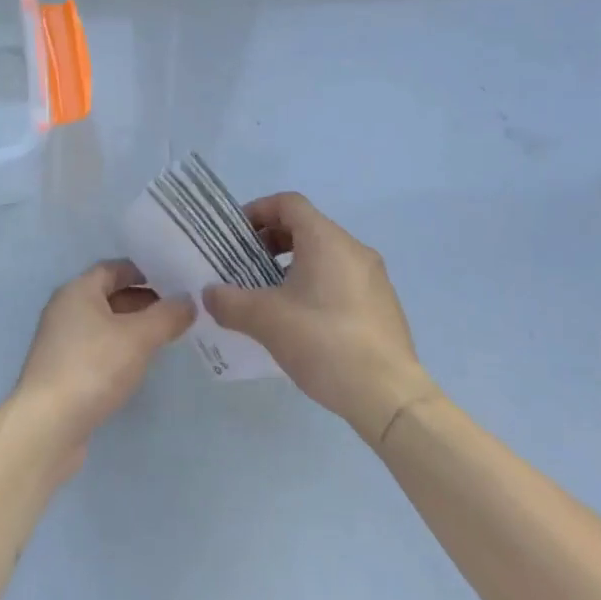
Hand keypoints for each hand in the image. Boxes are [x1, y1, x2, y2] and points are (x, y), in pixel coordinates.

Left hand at [9, 260, 193, 480]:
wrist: (48, 426)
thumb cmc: (92, 367)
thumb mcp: (137, 337)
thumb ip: (166, 316)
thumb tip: (188, 300)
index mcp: (78, 290)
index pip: (114, 268)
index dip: (144, 270)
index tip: (174, 279)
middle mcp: (66, 309)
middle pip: (109, 295)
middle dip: (143, 300)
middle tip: (178, 308)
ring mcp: (62, 341)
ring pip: (104, 324)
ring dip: (133, 326)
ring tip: (166, 335)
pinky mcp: (63, 370)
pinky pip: (98, 348)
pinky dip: (120, 348)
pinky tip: (140, 363)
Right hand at [203, 193, 437, 443]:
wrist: (390, 396)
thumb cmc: (324, 342)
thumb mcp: (266, 320)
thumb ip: (230, 301)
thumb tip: (210, 294)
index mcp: (326, 239)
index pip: (288, 203)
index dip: (258, 210)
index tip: (236, 236)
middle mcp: (353, 249)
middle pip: (306, 227)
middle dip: (271, 241)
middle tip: (245, 266)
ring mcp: (373, 278)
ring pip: (324, 255)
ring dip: (293, 265)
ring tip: (270, 297)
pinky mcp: (383, 306)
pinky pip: (341, 280)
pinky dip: (316, 285)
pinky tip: (302, 322)